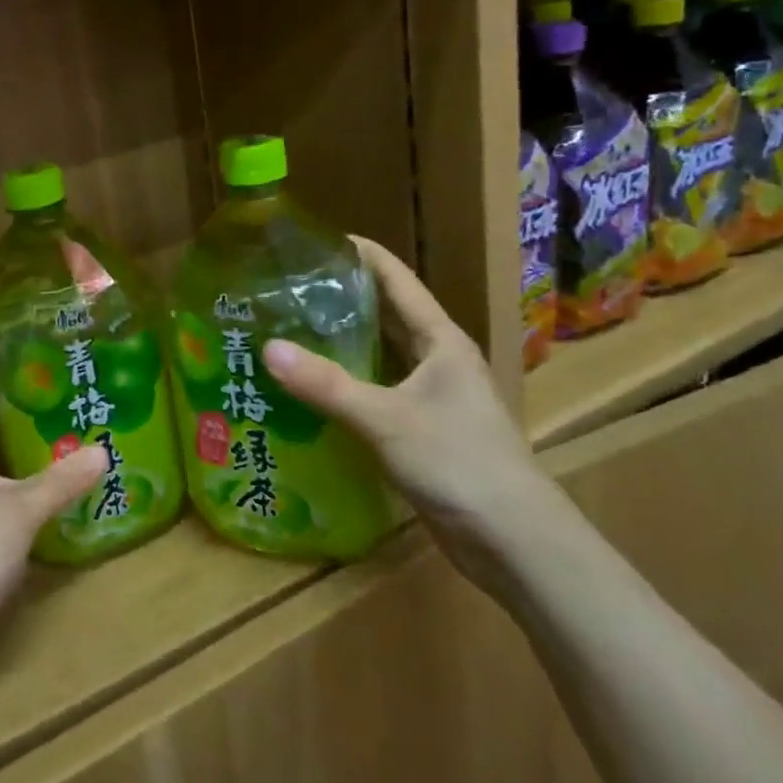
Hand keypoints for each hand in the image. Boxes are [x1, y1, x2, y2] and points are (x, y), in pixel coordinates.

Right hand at [261, 237, 561, 587]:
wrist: (515, 542)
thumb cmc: (459, 464)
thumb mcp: (386, 419)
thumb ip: (326, 385)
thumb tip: (267, 348)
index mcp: (440, 341)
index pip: (398, 280)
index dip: (362, 254)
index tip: (317, 239)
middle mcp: (438, 360)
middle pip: (388, 313)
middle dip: (344, 296)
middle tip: (290, 284)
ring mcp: (433, 396)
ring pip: (382, 353)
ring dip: (344, 339)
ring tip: (291, 326)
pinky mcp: (423, 429)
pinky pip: (378, 389)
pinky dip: (348, 381)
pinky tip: (313, 386)